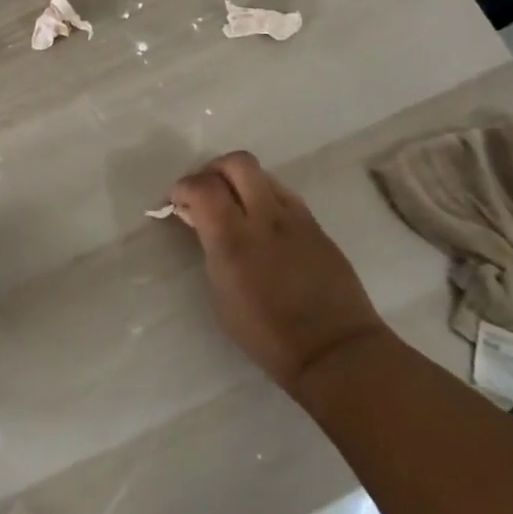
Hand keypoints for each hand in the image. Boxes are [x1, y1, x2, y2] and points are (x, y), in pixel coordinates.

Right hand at [171, 152, 386, 391]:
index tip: (178, 203)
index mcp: (234, 239)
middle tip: (207, 192)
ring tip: (235, 208)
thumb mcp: (221, 292)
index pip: (202, 185)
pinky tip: (263, 225)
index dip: (183, 187)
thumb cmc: (266, 334)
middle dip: (214, 169)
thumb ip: (210, 247)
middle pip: (237, 162)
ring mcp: (296, 218)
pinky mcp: (317, 226)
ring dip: (241, 183)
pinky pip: (284, 196)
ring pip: (263, 175)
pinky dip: (265, 199)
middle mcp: (266, 217)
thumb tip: (200, 219)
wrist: (334, 350)